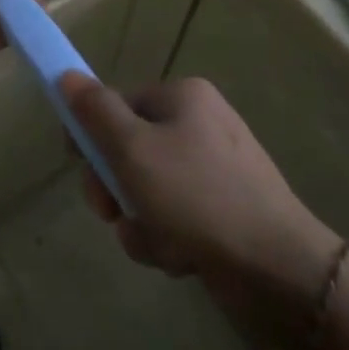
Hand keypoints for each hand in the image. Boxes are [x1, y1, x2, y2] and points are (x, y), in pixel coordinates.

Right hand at [61, 73, 343, 343]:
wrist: (282, 274)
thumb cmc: (199, 198)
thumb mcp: (133, 149)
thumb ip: (94, 111)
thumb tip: (65, 75)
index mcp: (182, 97)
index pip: (116, 104)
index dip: (91, 134)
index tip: (78, 164)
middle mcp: (199, 126)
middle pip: (128, 148)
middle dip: (115, 186)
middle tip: (109, 211)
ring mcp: (214, 172)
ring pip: (146, 190)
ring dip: (139, 220)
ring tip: (158, 243)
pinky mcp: (224, 215)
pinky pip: (173, 219)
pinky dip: (166, 239)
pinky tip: (179, 259)